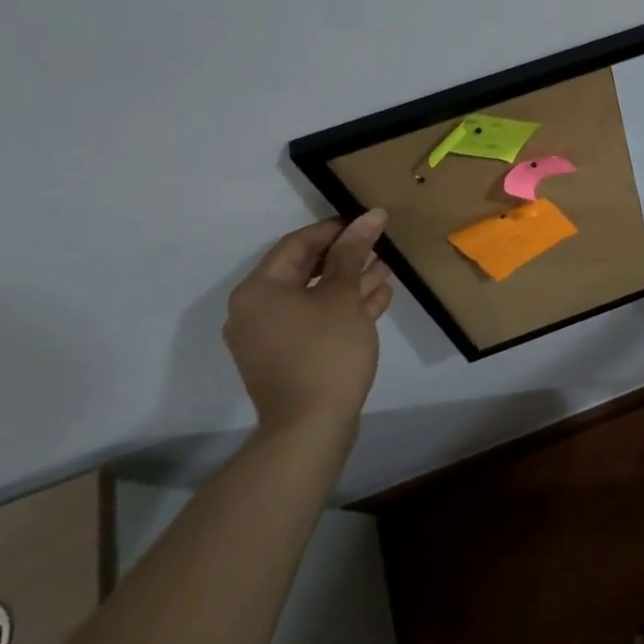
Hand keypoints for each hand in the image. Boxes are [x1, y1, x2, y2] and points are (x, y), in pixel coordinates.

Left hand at [223, 212, 394, 440]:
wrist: (310, 428)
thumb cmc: (324, 351)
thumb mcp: (342, 295)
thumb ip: (353, 252)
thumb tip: (370, 215)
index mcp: (260, 290)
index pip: (297, 243)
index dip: (335, 229)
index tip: (368, 221)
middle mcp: (256, 310)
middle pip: (304, 269)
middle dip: (346, 256)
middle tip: (381, 243)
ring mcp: (271, 337)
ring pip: (314, 296)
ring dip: (350, 281)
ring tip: (387, 266)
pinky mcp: (289, 357)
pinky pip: (316, 320)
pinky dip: (343, 308)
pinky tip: (379, 297)